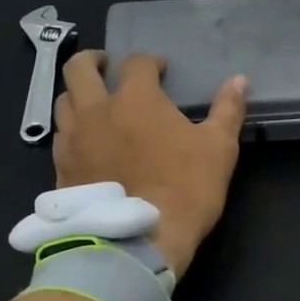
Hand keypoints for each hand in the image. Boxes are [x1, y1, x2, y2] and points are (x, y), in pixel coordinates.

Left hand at [53, 51, 247, 276]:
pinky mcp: (60, 168)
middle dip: (93, 61)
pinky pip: (59, 138)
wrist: (138, 239)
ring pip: (63, 101)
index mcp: (135, 98)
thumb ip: (227, 110)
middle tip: (107, 67)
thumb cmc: (185, 188)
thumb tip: (239, 80)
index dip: (150, 62)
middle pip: (79, 68)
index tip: (160, 70)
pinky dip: (71, 131)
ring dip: (78, 95)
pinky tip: (85, 144)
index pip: (137, 63)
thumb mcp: (219, 148)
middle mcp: (96, 110)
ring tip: (93, 105)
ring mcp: (72, 139)